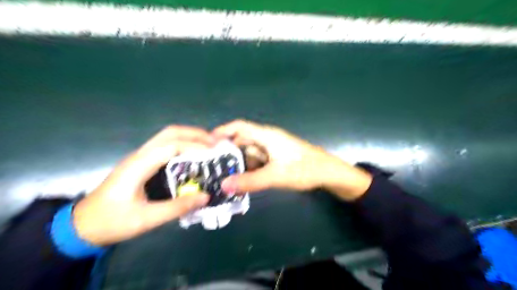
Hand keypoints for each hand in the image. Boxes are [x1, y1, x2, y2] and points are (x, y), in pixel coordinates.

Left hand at [72, 125, 211, 245]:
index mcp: (139, 165)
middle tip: (215, 143)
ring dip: (189, 137)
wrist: (82, 226)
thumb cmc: (112, 222)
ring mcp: (140, 157)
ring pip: (167, 137)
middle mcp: (140, 155)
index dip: (195, 146)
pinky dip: (183, 146)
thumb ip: (178, 207)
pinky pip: (165, 147)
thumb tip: (206, 197)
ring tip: (209, 146)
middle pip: (170, 133)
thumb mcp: (146, 219)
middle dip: (194, 134)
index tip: (215, 152)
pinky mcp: (142, 163)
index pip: (172, 145)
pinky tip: (193, 156)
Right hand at [212, 120, 373, 200]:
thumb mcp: (275, 176)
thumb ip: (250, 181)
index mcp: (266, 136)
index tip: (207, 143)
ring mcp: (272, 150)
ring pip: (250, 154)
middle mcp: (267, 140)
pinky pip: (258, 162)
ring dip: (239, 164)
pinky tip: (243, 182)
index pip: (240, 127)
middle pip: (242, 142)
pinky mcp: (277, 159)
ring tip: (223, 178)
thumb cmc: (304, 169)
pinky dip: (250, 170)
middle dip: (228, 153)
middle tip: (211, 167)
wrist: (328, 174)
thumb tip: (224, 185)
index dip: (223, 131)